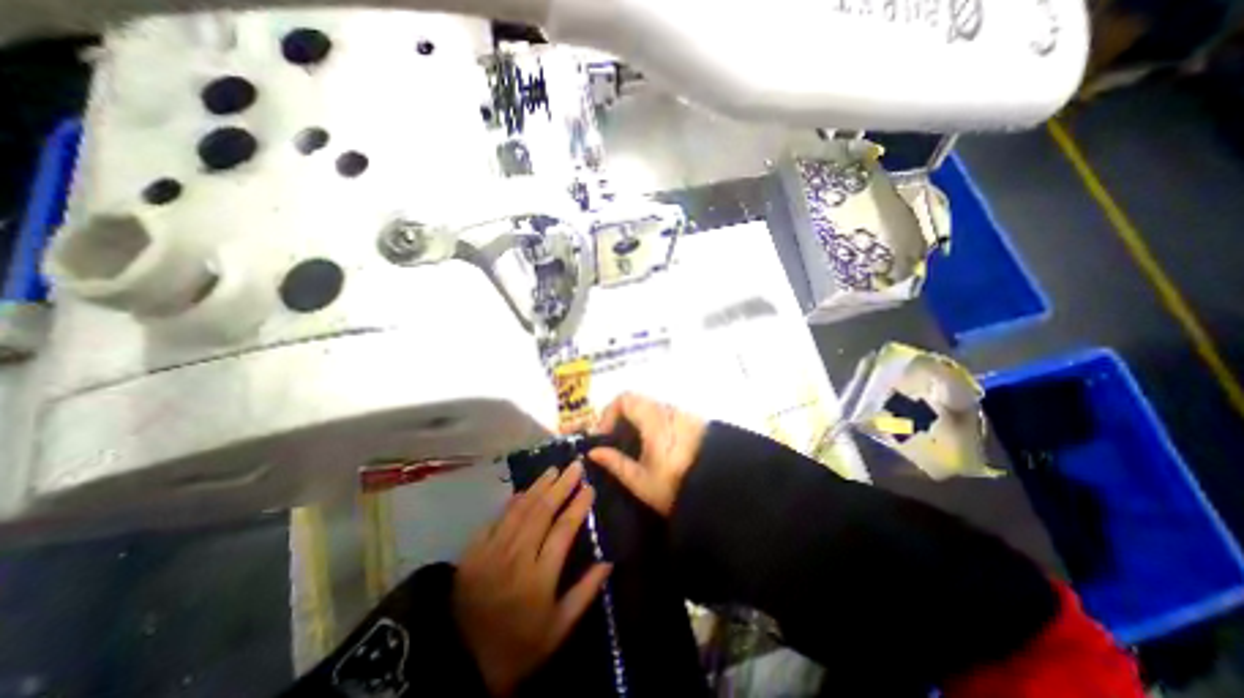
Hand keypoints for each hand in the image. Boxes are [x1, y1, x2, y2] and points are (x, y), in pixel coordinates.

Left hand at [457, 461, 613, 693]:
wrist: (459, 664)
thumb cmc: (518, 647)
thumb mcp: (558, 629)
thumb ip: (585, 592)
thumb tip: (608, 561)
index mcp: (539, 577)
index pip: (563, 530)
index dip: (578, 505)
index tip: (589, 487)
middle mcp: (516, 557)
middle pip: (542, 511)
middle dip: (562, 485)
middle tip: (575, 466)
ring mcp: (492, 551)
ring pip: (520, 509)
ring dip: (539, 486)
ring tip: (554, 469)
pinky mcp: (473, 551)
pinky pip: (497, 518)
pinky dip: (512, 502)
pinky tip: (524, 490)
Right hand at [588, 396, 704, 515]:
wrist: (723, 491)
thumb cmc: (677, 486)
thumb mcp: (641, 481)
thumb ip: (615, 463)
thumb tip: (594, 451)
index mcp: (653, 419)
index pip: (625, 399)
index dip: (609, 413)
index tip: (605, 436)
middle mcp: (668, 410)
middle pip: (637, 401)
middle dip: (621, 418)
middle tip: (616, 443)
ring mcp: (682, 414)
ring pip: (651, 408)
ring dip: (637, 421)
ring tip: (634, 449)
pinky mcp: (693, 422)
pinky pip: (665, 415)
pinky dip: (652, 424)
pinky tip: (655, 449)